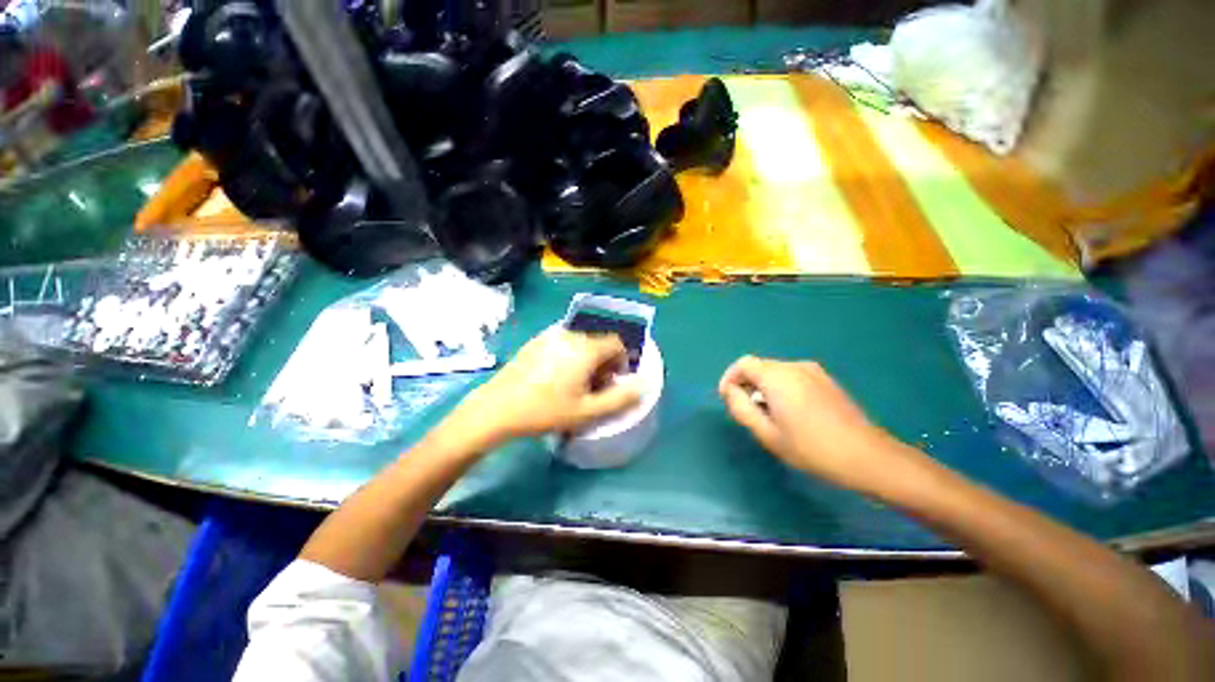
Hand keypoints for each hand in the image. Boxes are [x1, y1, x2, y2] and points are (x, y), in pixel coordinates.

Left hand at [444, 327, 641, 449]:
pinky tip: (556, 377)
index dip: (621, 361)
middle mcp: (569, 334)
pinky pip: (563, 342)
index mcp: (585, 348)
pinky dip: (570, 354)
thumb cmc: (545, 411)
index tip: (613, 381)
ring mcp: (549, 335)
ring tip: (576, 383)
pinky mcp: (535, 341)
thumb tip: (642, 386)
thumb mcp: (587, 411)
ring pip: (580, 341)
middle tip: (595, 386)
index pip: (616, 343)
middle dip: (604, 362)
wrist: (497, 408)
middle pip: (598, 341)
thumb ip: (620, 399)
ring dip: (587, 359)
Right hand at [718, 356, 927, 492]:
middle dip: (747, 384)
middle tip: (748, 412)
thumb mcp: (767, 433)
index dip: (730, 378)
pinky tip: (791, 412)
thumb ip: (741, 408)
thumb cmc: (811, 448)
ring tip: (769, 415)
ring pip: (776, 372)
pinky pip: (793, 376)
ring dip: (764, 387)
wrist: (867, 456)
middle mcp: (794, 366)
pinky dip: (781, 388)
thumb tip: (731, 391)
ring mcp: (813, 371)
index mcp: (777, 377)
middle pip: (759, 366)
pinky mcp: (826, 380)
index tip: (728, 398)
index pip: (743, 364)